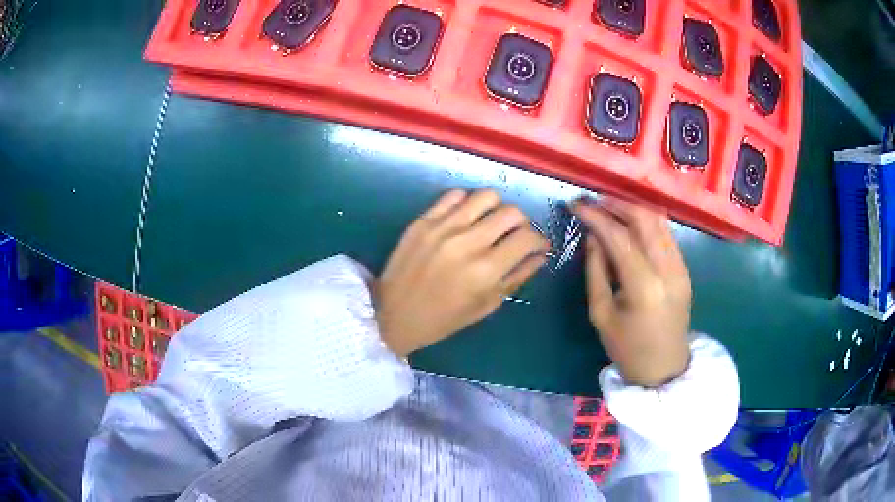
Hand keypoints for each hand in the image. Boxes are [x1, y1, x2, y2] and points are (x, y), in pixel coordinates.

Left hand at [376, 189, 549, 356]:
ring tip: (491, 222)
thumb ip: (517, 277)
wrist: (392, 314)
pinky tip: (466, 218)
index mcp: (485, 271)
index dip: (540, 240)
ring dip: (497, 208)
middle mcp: (466, 243)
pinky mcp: (423, 220)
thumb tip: (540, 254)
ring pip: (485, 196)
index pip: (527, 238)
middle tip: (516, 234)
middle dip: (522, 222)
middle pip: (510, 212)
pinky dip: (468, 203)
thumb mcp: (486, 305)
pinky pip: (454, 195)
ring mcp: (442, 227)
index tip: (538, 245)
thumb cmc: (443, 319)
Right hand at [572, 197, 691, 387]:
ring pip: (658, 220)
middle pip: (644, 218)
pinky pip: (666, 233)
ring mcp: (680, 267)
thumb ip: (595, 270)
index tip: (576, 205)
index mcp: (644, 286)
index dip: (596, 216)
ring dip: (632, 209)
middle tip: (593, 202)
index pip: (619, 237)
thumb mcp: (601, 313)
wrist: (664, 367)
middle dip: (616, 204)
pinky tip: (631, 225)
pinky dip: (647, 222)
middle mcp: (667, 269)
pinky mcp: (685, 268)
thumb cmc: (627, 347)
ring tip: (609, 209)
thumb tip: (592, 235)